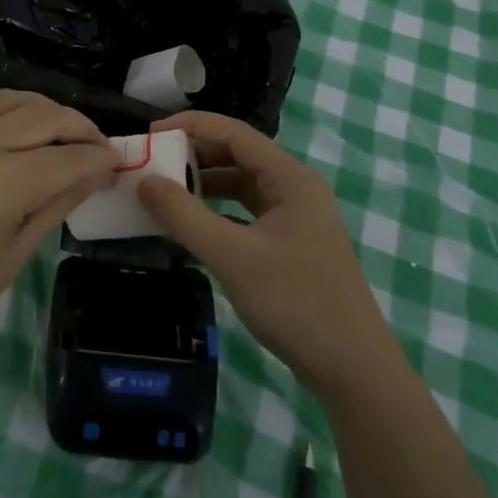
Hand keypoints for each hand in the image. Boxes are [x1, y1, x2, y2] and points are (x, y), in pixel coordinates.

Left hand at [0, 91, 116, 376]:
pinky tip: (13, 131)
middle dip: (81, 128)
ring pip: (11, 100)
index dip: (100, 158)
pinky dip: (3, 111)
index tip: (119, 162)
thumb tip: (98, 174)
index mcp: (1, 181)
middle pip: (45, 116)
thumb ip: (58, 203)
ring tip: (62, 133)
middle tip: (98, 147)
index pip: (69, 156)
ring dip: (45, 111)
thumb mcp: (15, 254)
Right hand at [138, 111, 396, 398]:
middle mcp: (296, 188)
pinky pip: (247, 213)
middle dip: (194, 155)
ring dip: (205, 184)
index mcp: (290, 178)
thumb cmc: (296, 303)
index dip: (190, 127)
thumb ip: (184, 216)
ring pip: (243, 185)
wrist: (354, 370)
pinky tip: (193, 226)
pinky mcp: (292, 245)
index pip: (234, 132)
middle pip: (238, 155)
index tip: (150, 134)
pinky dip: (218, 212)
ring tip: (164, 191)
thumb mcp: (232, 256)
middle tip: (151, 163)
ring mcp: (297, 218)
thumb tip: (144, 181)